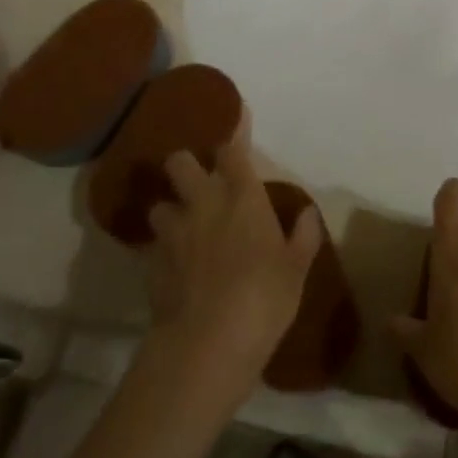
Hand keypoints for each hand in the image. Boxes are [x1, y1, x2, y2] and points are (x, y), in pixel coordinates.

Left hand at [146, 124, 322, 405]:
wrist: (208, 343)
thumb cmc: (264, 297)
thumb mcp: (297, 268)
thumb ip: (303, 235)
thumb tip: (307, 212)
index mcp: (242, 196)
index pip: (232, 148)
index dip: (233, 130)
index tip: (235, 114)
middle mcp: (203, 203)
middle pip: (180, 162)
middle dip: (187, 163)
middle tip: (199, 178)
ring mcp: (172, 232)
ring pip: (159, 204)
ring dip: (171, 209)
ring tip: (182, 225)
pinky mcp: (151, 263)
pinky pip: (153, 244)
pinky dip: (162, 248)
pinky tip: (173, 264)